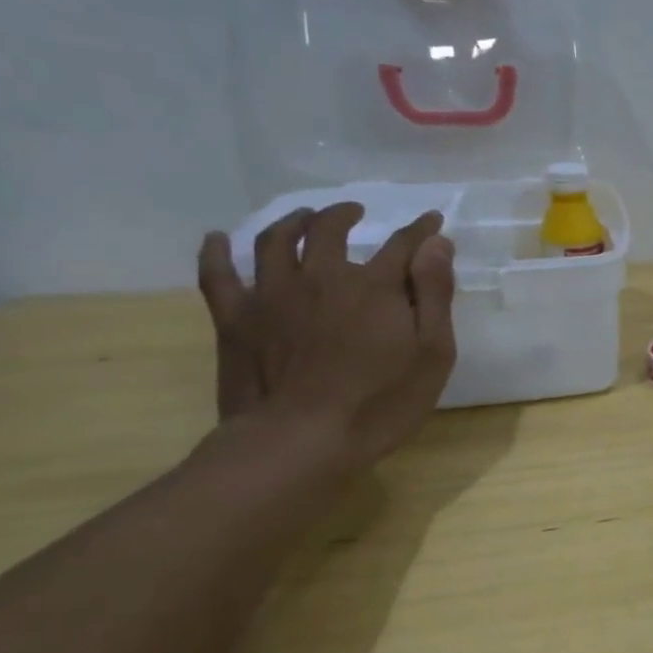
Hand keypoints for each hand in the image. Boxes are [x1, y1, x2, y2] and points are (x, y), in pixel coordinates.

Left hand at [196, 203, 456, 464]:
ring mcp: (272, 295)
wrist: (301, 441)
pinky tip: (217, 240)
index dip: (421, 230)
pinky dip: (216, 253)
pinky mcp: (235, 319)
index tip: (432, 221)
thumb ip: (434, 294)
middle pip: (329, 230)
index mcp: (373, 286)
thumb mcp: (432, 352)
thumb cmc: (381, 402)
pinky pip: (218, 276)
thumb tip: (436, 244)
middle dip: (344, 214)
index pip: (403, 244)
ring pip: (275, 241)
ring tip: (302, 218)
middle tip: (354, 211)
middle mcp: (321, 277)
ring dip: (291, 222)